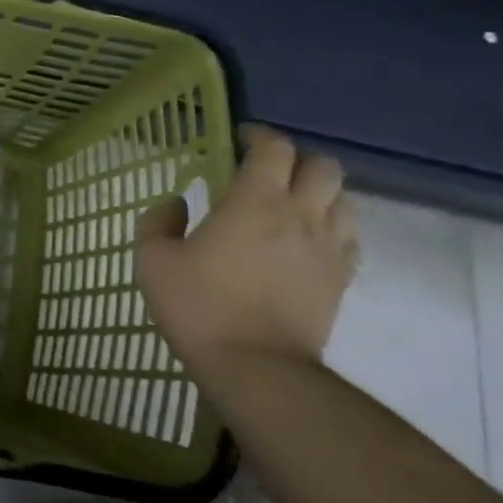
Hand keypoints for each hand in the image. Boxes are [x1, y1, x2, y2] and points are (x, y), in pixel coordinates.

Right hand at [135, 125, 358, 376]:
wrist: (256, 366)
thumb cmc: (199, 307)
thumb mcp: (153, 261)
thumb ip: (158, 221)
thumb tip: (175, 202)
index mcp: (255, 201)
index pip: (274, 148)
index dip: (259, 136)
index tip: (240, 140)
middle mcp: (301, 215)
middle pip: (323, 166)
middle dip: (296, 160)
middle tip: (267, 172)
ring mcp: (328, 248)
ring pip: (344, 199)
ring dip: (319, 192)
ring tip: (291, 205)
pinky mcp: (341, 278)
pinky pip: (349, 237)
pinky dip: (331, 227)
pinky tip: (307, 241)